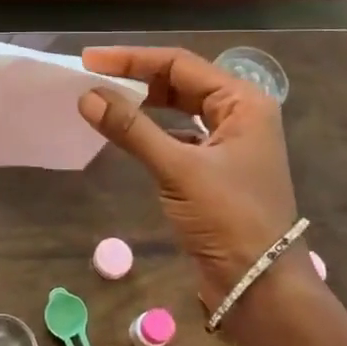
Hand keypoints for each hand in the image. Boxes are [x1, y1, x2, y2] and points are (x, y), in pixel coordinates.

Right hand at [78, 47, 302, 308]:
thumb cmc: (228, 218)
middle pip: (181, 82)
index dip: (132, 59)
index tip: (90, 59)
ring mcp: (229, 142)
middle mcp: (240, 114)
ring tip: (104, 100)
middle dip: (137, 78)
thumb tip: (87, 96)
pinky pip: (179, 136)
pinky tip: (127, 134)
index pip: (180, 64)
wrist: (259, 286)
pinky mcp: (216, 168)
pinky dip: (152, 131)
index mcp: (243, 102)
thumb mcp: (178, 169)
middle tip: (92, 77)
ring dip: (144, 104)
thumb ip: (132, 129)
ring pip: (179, 109)